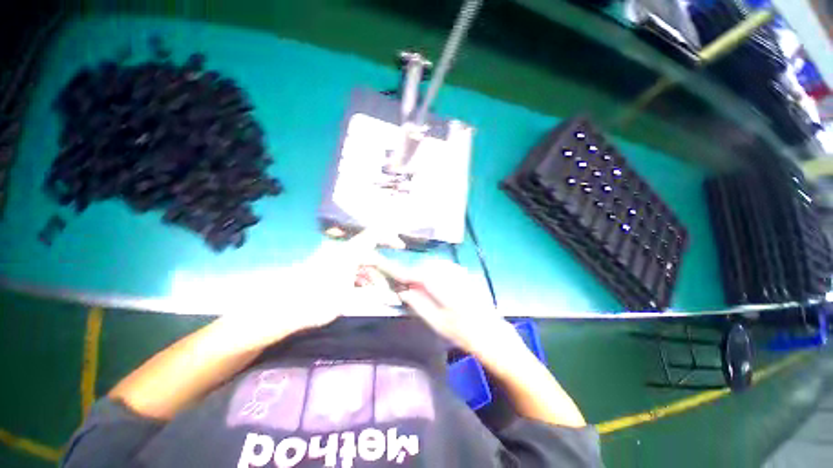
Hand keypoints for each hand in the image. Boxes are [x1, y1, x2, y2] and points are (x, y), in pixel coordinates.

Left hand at [225, 229, 404, 347]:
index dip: (389, 236)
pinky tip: (361, 291)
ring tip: (376, 292)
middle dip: (381, 269)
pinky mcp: (325, 268)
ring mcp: (331, 260)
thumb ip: (370, 292)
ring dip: (369, 276)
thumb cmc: (316, 301)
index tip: (401, 247)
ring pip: (358, 264)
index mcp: (347, 253)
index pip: (373, 235)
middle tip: (391, 284)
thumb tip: (387, 293)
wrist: (279, 308)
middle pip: (368, 254)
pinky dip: (357, 279)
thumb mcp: (348, 298)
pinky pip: (348, 269)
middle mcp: (340, 251)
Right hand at [368, 257, 513, 353]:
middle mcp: (451, 274)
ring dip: (421, 273)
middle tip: (400, 284)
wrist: (493, 333)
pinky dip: (432, 273)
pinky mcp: (464, 274)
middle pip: (423, 267)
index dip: (399, 271)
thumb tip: (403, 291)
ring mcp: (459, 272)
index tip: (387, 270)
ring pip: (432, 266)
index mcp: (444, 286)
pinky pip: (442, 268)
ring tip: (414, 286)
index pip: (415, 273)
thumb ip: (418, 303)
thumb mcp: (437, 322)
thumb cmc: (464, 333)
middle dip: (410, 273)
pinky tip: (431, 284)